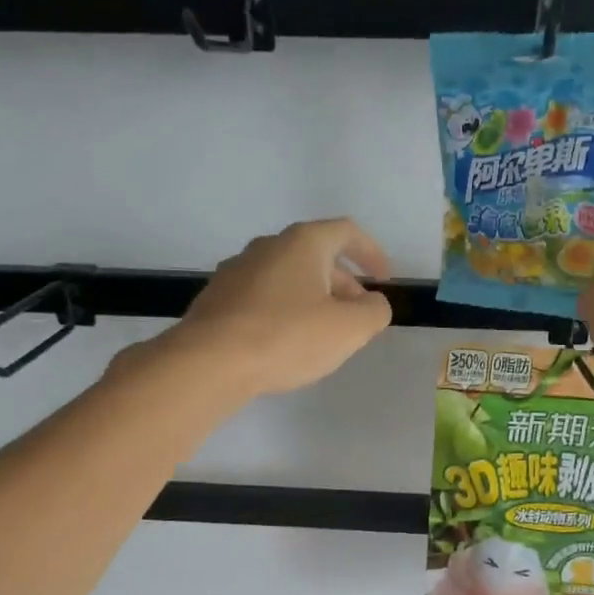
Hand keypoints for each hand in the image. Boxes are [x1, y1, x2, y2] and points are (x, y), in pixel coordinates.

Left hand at [166, 217, 393, 395]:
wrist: (209, 363)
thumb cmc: (286, 337)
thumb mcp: (349, 329)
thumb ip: (374, 312)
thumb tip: (373, 303)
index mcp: (303, 243)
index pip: (346, 232)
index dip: (371, 252)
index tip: (384, 279)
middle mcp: (267, 246)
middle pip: (316, 255)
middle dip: (343, 283)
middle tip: (357, 315)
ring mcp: (237, 271)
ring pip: (288, 277)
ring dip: (313, 298)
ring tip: (322, 333)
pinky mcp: (217, 299)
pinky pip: (263, 297)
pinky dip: (284, 311)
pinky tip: (284, 342)